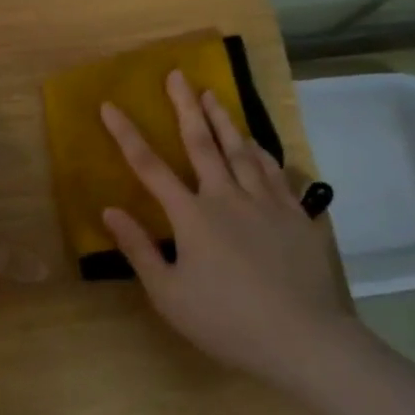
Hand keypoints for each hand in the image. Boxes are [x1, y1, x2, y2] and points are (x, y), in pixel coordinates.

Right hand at [100, 72, 355, 387]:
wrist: (304, 340)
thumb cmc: (227, 321)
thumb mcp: (169, 294)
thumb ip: (139, 249)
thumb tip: (110, 209)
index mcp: (192, 216)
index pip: (150, 166)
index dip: (126, 134)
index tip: (110, 105)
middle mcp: (227, 197)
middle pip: (202, 143)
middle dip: (185, 106)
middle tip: (177, 74)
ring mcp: (265, 202)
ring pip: (241, 149)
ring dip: (223, 119)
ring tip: (212, 94)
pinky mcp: (295, 215)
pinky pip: (275, 172)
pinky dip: (261, 151)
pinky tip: (256, 142)